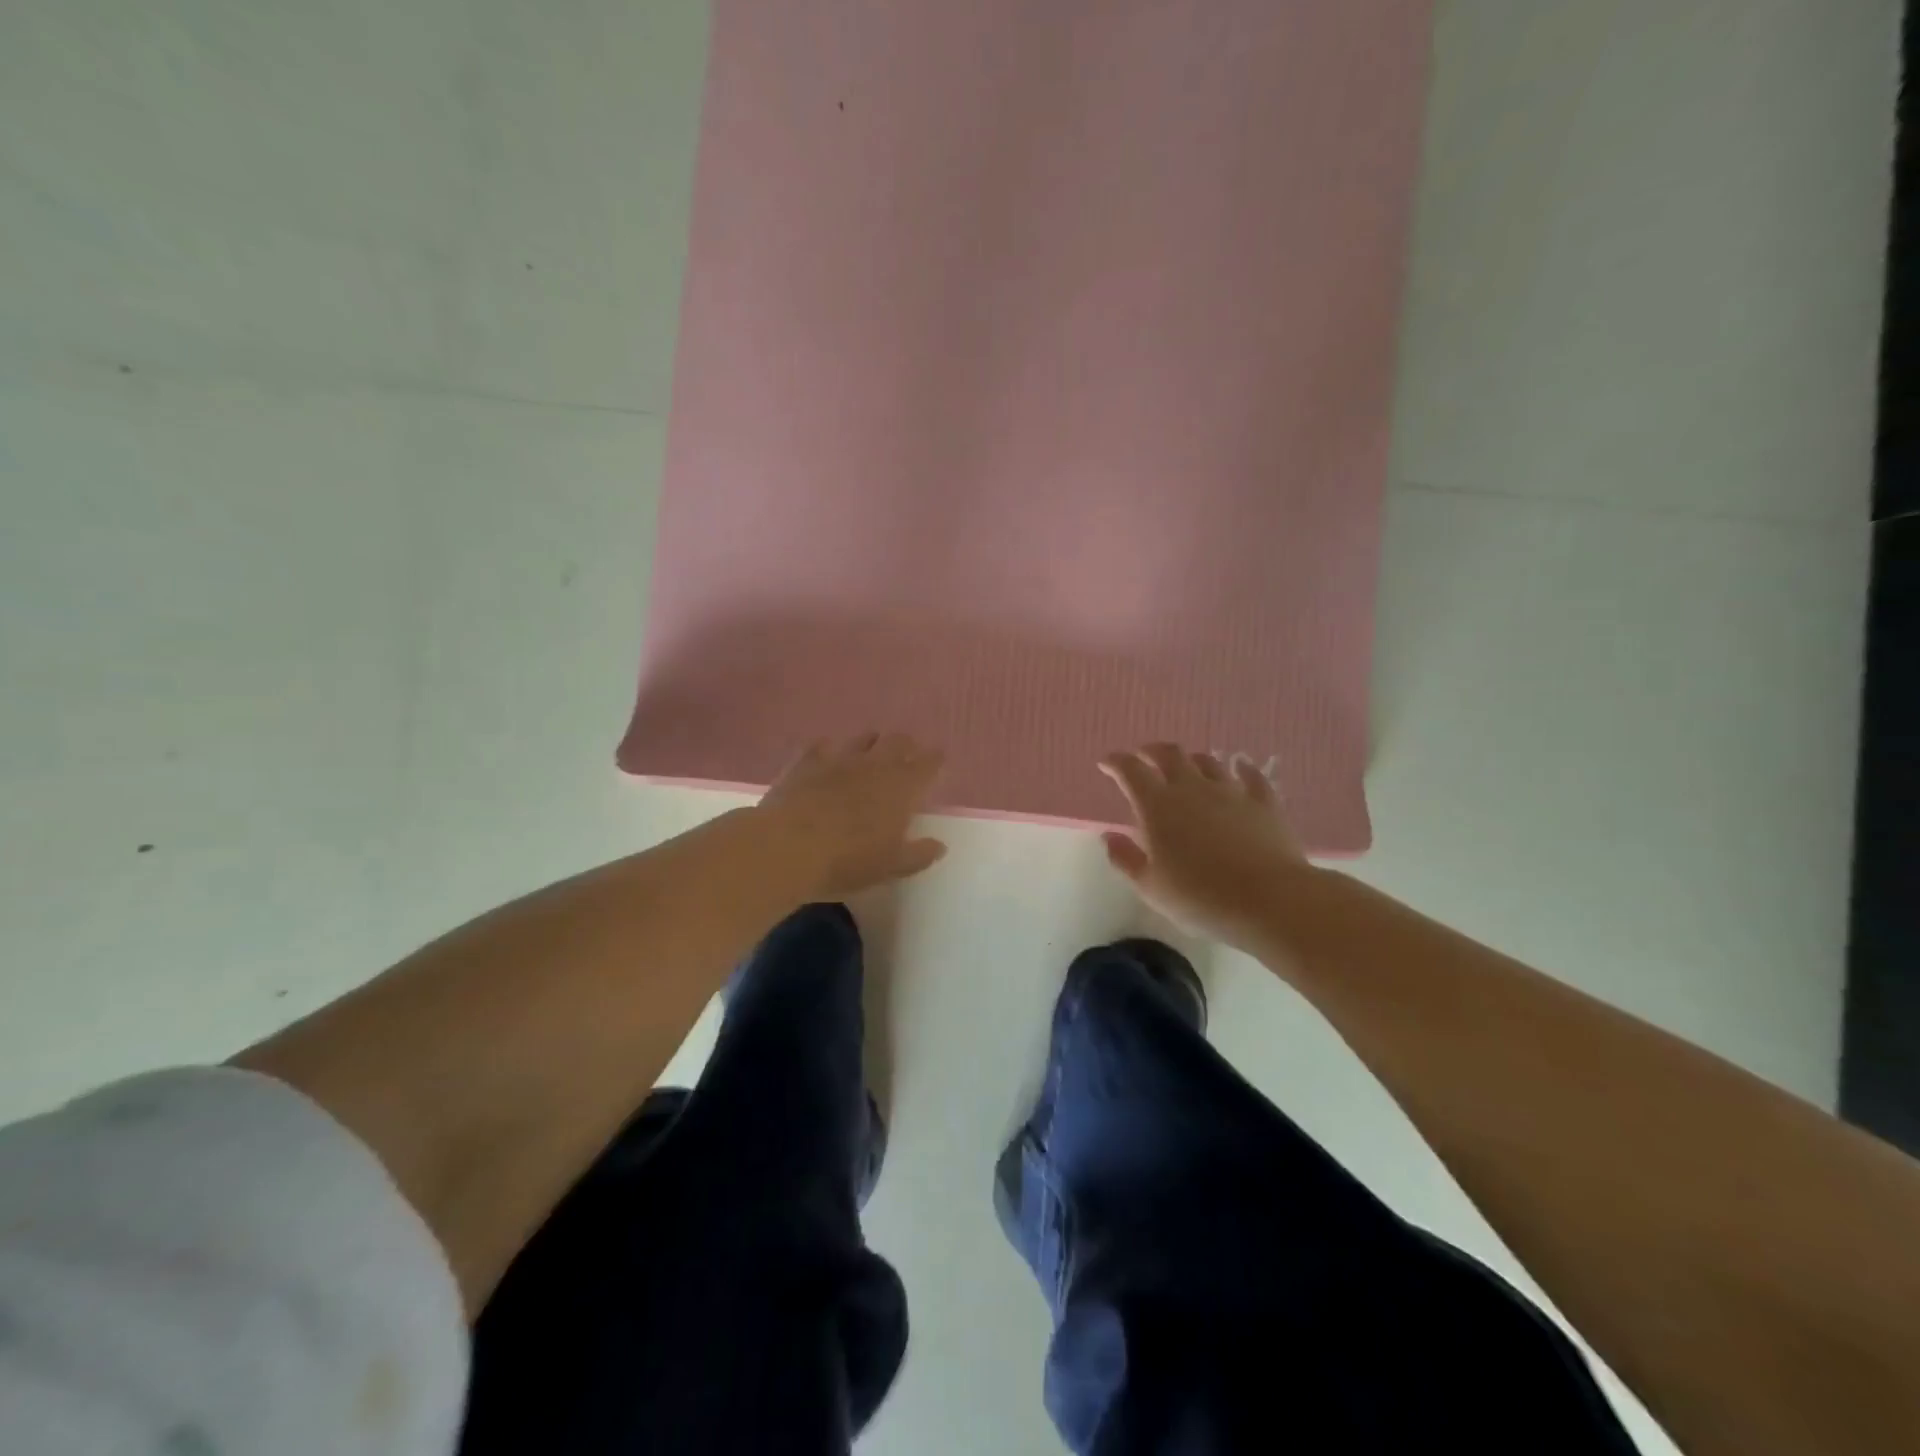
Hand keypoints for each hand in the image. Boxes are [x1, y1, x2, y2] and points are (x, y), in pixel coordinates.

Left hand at [756, 733, 947, 898]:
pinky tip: (828, 755)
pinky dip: (830, 748)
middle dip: (906, 745)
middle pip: (898, 742)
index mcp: (902, 788)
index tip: (938, 760)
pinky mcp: (806, 761)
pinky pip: (823, 745)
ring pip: (863, 739)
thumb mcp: (890, 867)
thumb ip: (918, 854)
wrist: (787, 847)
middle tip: (907, 754)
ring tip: (872, 751)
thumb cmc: (847, 861)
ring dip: (872, 742)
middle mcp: (875, 765)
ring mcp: (839, 759)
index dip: (935, 760)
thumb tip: (939, 845)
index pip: (928, 764)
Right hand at [1099, 743, 1310, 954]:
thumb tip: (1109, 836)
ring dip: (1191, 759)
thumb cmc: (1200, 897)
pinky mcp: (1264, 802)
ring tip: (1185, 765)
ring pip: (1207, 762)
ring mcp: (1231, 791)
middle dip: (1151, 752)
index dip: (1116, 763)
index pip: (1130, 771)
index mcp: (1157, 806)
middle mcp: (1191, 788)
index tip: (1106, 764)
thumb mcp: (1150, 887)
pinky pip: (1251, 775)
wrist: (1268, 900)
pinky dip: (1241, 767)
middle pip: (1169, 755)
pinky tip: (1240, 766)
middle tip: (1143, 756)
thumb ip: (1125, 858)